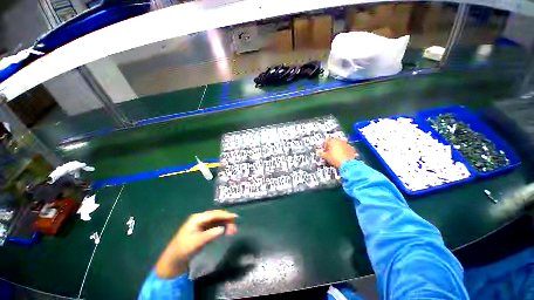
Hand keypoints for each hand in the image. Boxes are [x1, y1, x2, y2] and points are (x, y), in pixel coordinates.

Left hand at [156, 210, 237, 278]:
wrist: (174, 261)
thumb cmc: (183, 250)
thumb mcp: (196, 243)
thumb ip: (209, 235)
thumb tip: (223, 229)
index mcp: (197, 218)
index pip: (214, 214)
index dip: (225, 215)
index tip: (235, 217)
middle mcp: (200, 219)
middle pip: (216, 216)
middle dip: (226, 220)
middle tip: (235, 227)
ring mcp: (201, 224)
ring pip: (217, 220)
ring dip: (225, 224)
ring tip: (233, 230)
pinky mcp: (203, 230)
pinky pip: (215, 226)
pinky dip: (222, 227)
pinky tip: (226, 231)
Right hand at [319, 138, 357, 167]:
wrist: (348, 164)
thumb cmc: (336, 159)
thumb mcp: (326, 156)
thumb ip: (321, 153)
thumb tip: (319, 152)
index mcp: (333, 141)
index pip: (326, 141)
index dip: (324, 146)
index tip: (323, 150)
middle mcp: (340, 141)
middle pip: (333, 142)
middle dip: (330, 147)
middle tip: (328, 152)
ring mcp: (346, 144)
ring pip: (339, 145)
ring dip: (336, 149)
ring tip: (334, 155)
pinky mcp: (351, 149)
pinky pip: (345, 149)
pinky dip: (342, 151)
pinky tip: (340, 156)